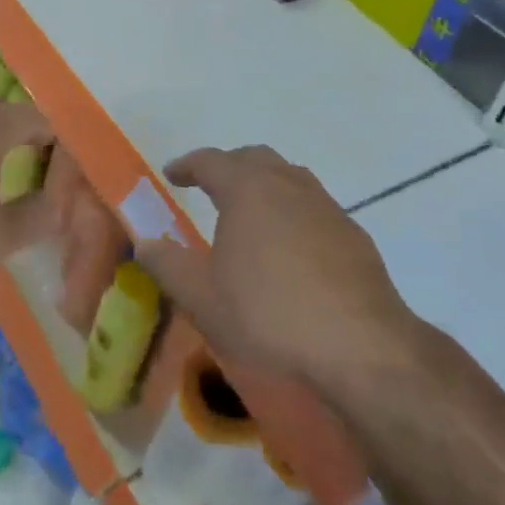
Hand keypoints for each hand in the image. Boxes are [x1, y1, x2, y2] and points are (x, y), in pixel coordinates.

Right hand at [135, 145, 421, 386]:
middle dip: (229, 166)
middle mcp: (288, 186)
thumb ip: (166, 265)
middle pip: (255, 158)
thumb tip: (144, 242)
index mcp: (247, 190)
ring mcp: (326, 208)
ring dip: (265, 185)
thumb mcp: (201, 298)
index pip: (210, 161)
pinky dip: (293, 213)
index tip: (172, 174)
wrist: (361, 346)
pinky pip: (315, 208)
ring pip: (290, 178)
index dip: (187, 165)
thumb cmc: (268, 314)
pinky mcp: (354, 236)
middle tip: (211, 186)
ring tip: (250, 213)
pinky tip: (291, 248)